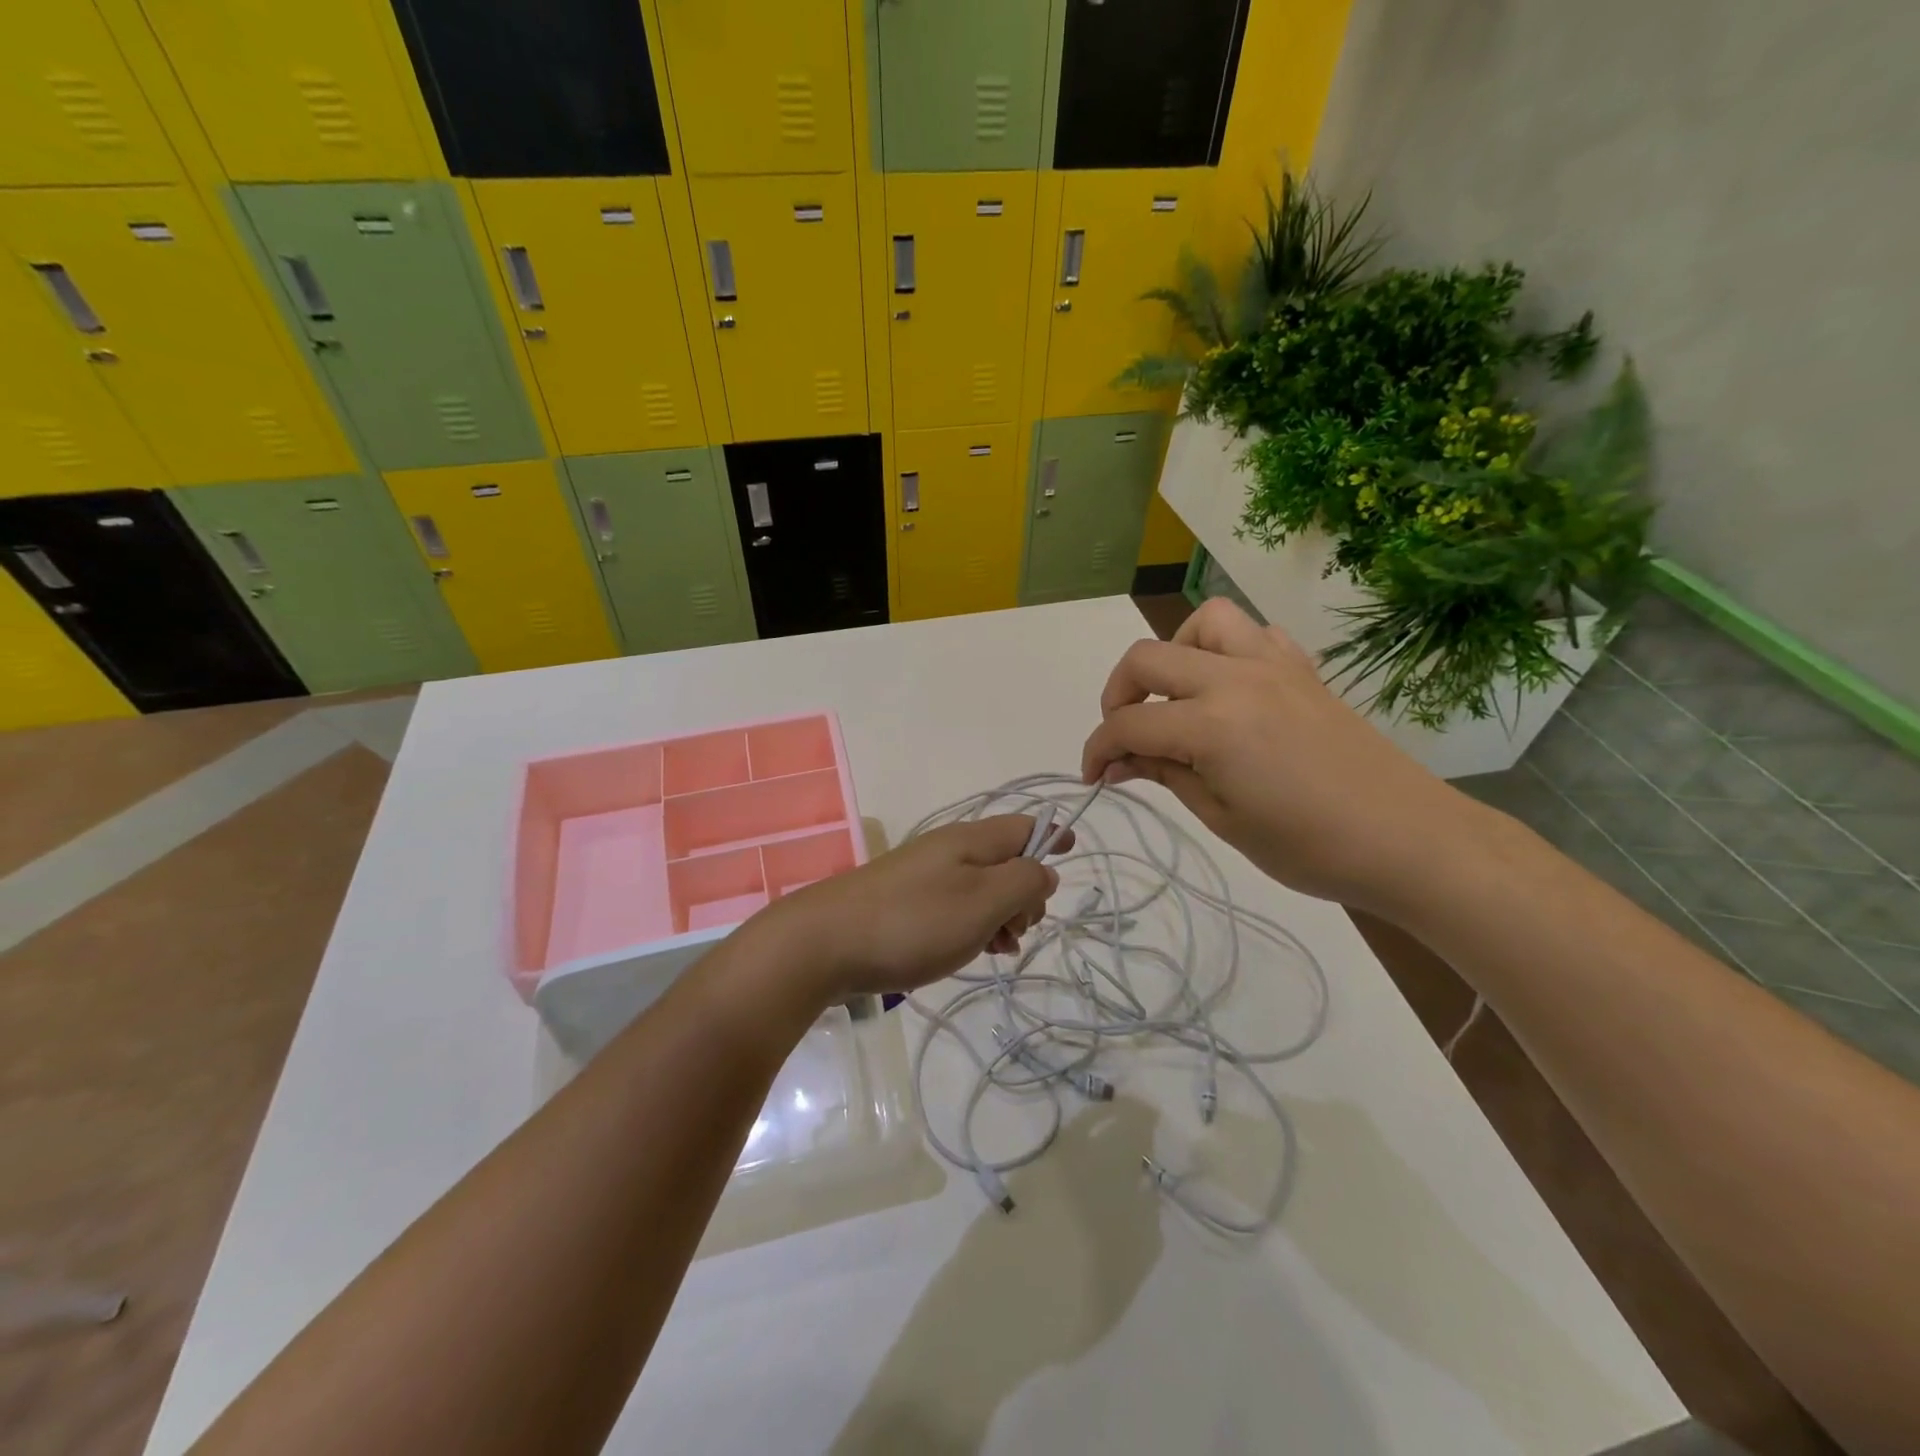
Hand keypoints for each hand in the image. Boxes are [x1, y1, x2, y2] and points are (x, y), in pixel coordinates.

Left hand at [757, 815, 1066, 999]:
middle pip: (1006, 859)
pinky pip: (955, 906)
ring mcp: (924, 875)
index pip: (1025, 826)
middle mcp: (949, 849)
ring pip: (982, 887)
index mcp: (971, 840)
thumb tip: (1045, 870)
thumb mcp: (983, 902)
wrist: (824, 943)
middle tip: (1018, 930)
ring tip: (998, 949)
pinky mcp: (905, 902)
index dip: (1053, 837)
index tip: (1072, 856)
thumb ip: (1024, 882)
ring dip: (1001, 915)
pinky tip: (971, 952)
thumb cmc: (913, 922)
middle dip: (1026, 893)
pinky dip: (973, 925)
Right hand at [1080, 598, 1467, 913]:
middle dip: (1119, 694)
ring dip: (1175, 654)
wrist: (1408, 839)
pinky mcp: (1303, 670)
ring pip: (1204, 622)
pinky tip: (1229, 690)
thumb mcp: (1223, 818)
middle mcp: (1236, 678)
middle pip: (1148, 657)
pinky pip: (1253, 634)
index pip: (1129, 723)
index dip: (1098, 749)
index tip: (1092, 775)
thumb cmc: (1309, 846)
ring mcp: (1274, 665)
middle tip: (1124, 737)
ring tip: (1177, 697)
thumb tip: (1117, 763)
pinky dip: (1225, 651)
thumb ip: (1165, 775)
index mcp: (1211, 724)